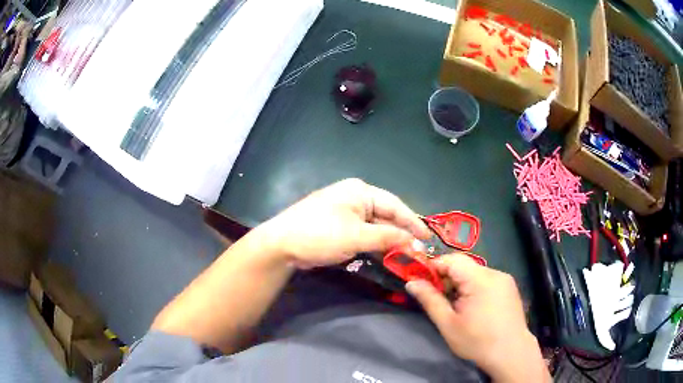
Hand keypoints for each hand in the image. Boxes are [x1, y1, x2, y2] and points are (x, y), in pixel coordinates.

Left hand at [257, 178, 431, 268]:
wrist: (282, 244)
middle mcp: (355, 198)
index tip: (427, 237)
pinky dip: (374, 245)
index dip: (413, 222)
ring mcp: (346, 213)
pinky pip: (363, 235)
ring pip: (375, 227)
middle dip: (401, 233)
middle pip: (386, 216)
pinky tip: (385, 256)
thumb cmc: (320, 234)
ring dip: (389, 241)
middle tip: (418, 250)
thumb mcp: (356, 236)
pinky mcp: (339, 227)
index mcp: (360, 191)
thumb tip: (413, 241)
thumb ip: (387, 237)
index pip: (395, 205)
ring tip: (406, 255)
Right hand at [406, 254, 549, 382]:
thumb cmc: (477, 341)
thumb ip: (430, 300)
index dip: (434, 267)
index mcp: (480, 279)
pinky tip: (473, 307)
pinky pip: (486, 279)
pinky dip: (474, 287)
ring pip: (475, 273)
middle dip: (447, 278)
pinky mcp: (509, 287)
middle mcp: (494, 272)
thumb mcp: (448, 324)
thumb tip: (411, 282)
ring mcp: (504, 279)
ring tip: (455, 306)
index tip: (422, 282)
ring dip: (461, 284)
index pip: (452, 259)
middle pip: (464, 266)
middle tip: (438, 298)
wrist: (511, 353)